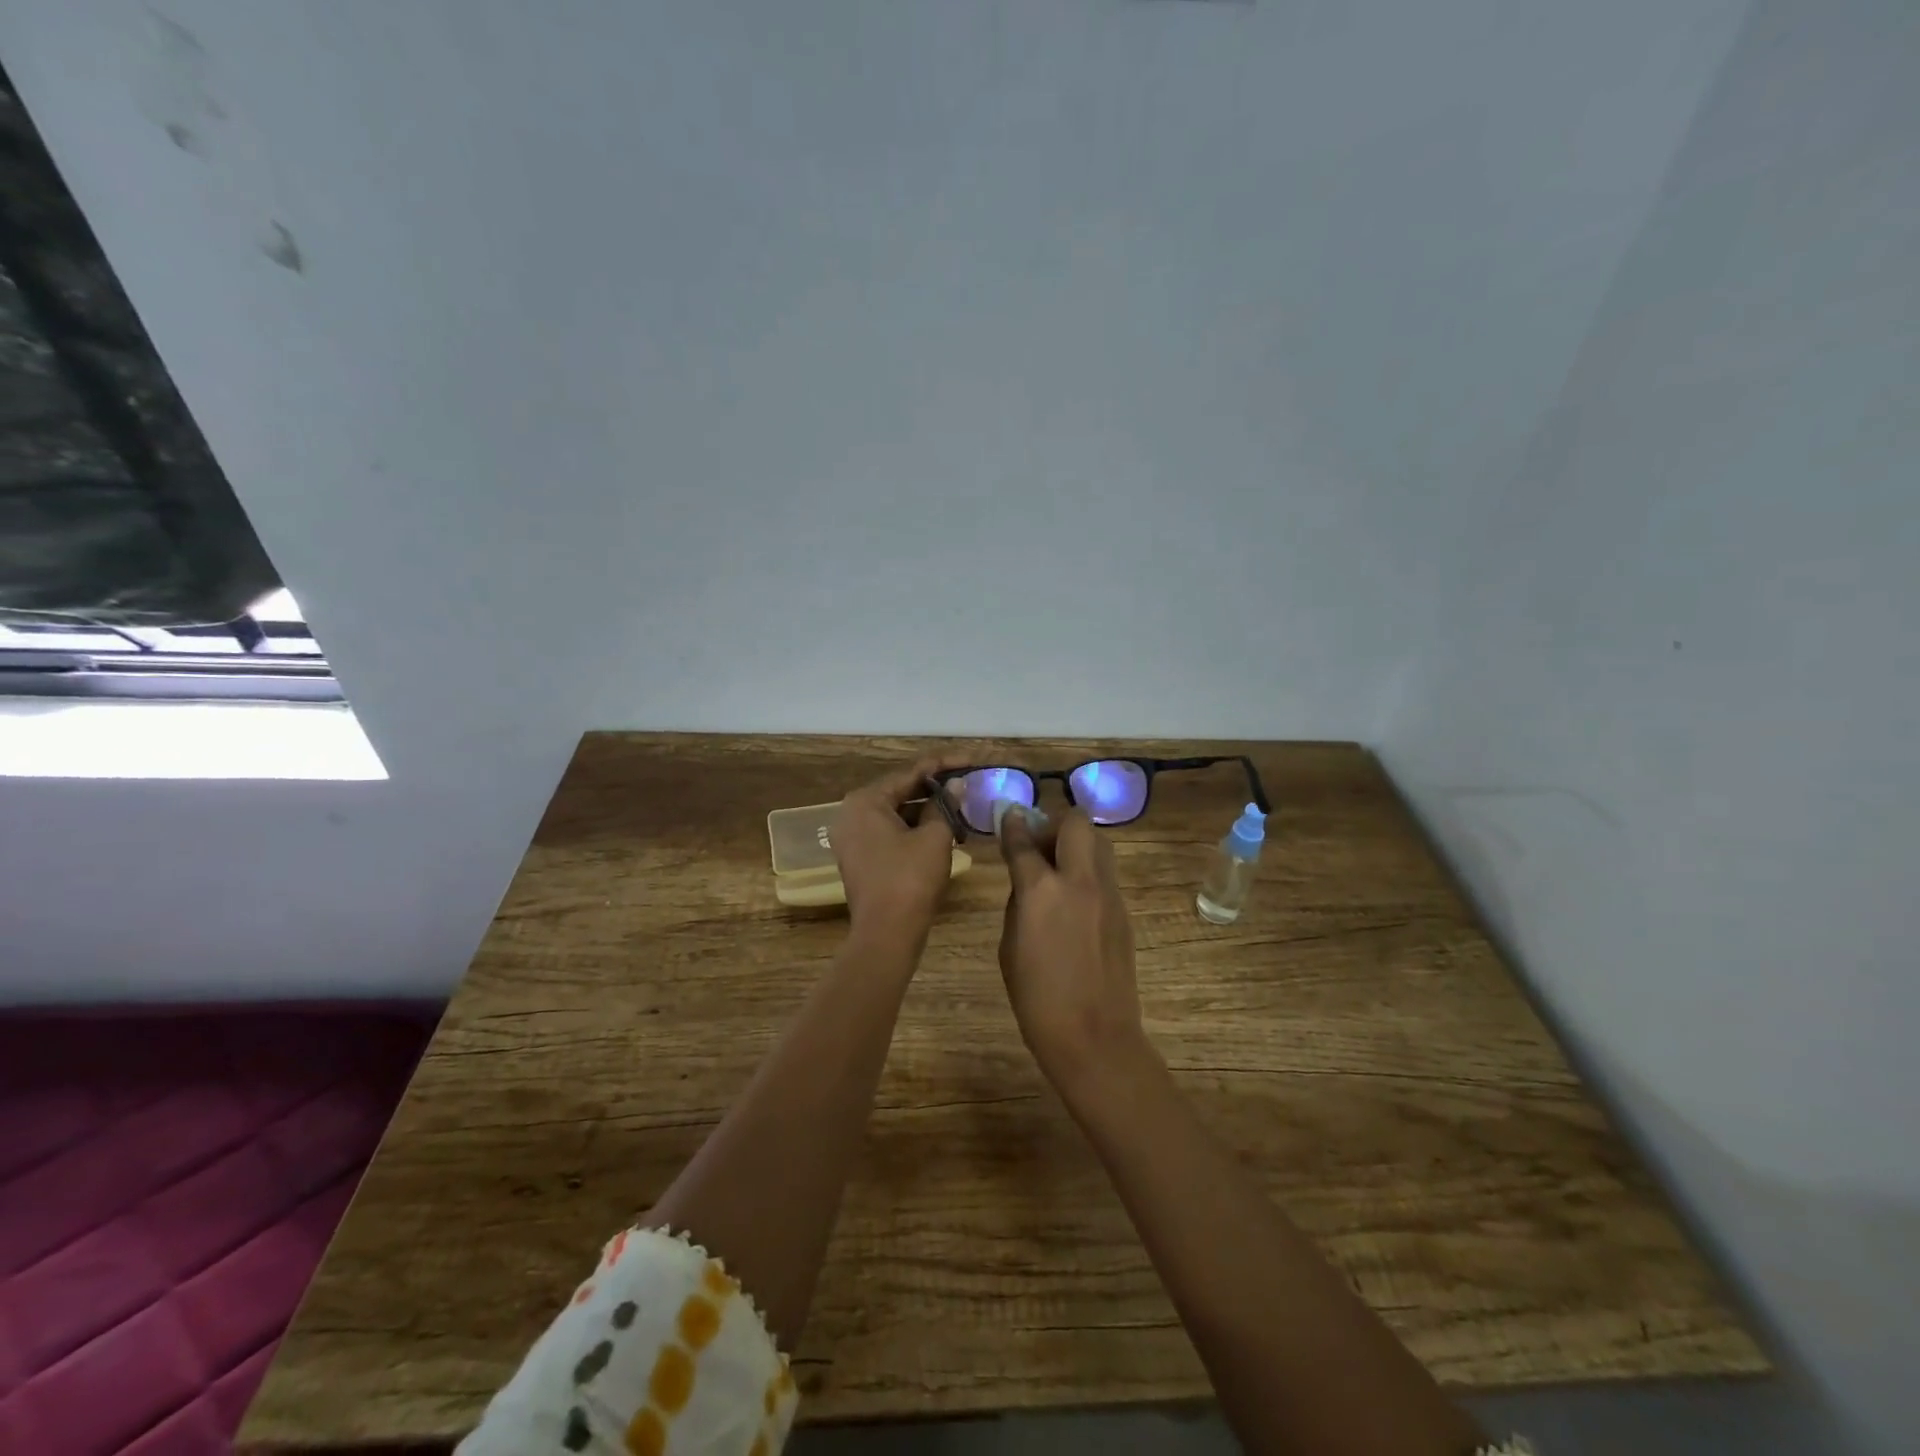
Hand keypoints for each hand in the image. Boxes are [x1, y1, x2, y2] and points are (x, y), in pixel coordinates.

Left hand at [831, 755, 965, 945]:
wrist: (886, 935)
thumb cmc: (910, 879)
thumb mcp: (935, 838)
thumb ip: (946, 805)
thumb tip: (957, 785)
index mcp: (866, 801)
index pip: (911, 772)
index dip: (945, 765)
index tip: (972, 760)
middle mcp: (852, 813)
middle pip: (901, 790)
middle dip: (936, 788)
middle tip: (969, 782)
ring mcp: (853, 837)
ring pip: (897, 813)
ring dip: (928, 809)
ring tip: (962, 804)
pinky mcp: (860, 857)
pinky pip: (890, 832)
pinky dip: (915, 828)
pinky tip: (944, 828)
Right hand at [998, 808, 1152, 1094]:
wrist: (1094, 1036)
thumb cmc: (1037, 999)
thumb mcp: (1010, 947)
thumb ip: (1019, 903)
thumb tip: (1027, 881)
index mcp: (1041, 891)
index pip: (1023, 842)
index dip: (1013, 825)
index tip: (1009, 815)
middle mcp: (1078, 881)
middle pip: (1075, 823)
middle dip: (1054, 824)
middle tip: (1040, 846)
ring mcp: (1107, 894)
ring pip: (1098, 842)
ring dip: (1076, 843)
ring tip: (1059, 869)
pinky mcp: (1124, 911)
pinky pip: (1105, 873)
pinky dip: (1088, 871)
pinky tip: (1075, 900)